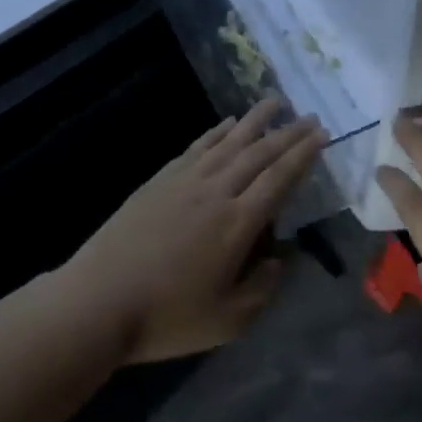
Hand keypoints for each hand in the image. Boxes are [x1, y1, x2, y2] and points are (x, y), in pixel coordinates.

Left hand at [62, 98, 326, 361]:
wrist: (99, 301)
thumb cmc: (166, 317)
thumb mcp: (227, 320)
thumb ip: (262, 288)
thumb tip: (280, 258)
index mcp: (238, 224)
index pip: (279, 179)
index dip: (303, 155)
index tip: (322, 135)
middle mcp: (217, 191)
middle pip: (259, 153)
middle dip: (288, 132)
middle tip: (310, 116)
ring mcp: (186, 181)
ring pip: (230, 141)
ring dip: (255, 120)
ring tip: (275, 101)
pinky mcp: (161, 179)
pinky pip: (198, 146)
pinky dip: (217, 131)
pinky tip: (228, 122)